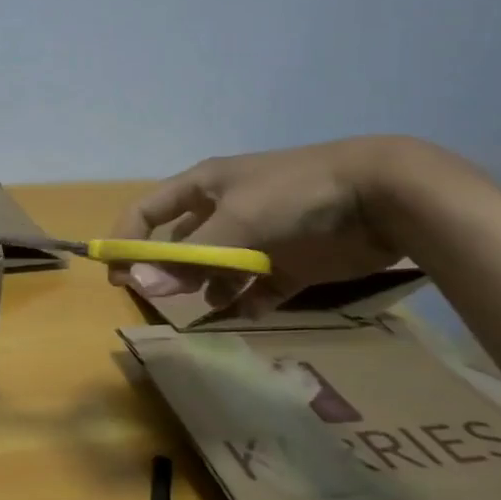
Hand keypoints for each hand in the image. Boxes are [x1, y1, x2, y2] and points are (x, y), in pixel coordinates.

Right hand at [108, 137, 419, 313]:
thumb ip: (190, 256)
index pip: (148, 211)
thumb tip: (140, 282)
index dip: (128, 240)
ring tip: (208, 307)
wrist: (382, 195)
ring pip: (217, 270)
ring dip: (206, 289)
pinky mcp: (291, 263)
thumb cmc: (295, 195)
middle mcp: (225, 211)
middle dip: (169, 271)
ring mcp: (259, 238)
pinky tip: (246, 312)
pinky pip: (257, 288)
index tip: (118, 276)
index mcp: (204, 188)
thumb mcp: (237, 221)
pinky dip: (247, 302)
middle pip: (181, 245)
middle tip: (163, 301)